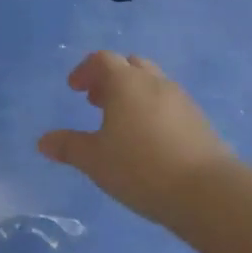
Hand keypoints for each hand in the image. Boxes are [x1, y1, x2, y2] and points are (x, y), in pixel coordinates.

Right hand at [38, 51, 232, 223]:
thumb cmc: (141, 168)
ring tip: (123, 123)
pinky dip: (155, 111)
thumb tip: (43, 141)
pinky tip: (151, 141)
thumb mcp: (95, 160)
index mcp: (126, 82)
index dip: (85, 71)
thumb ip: (68, 147)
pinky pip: (171, 104)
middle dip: (111, 78)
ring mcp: (181, 100)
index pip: (102, 60)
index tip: (75, 89)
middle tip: (97, 101)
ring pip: (153, 83)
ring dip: (134, 94)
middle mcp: (154, 82)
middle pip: (131, 65)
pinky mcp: (200, 121)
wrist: (208, 193)